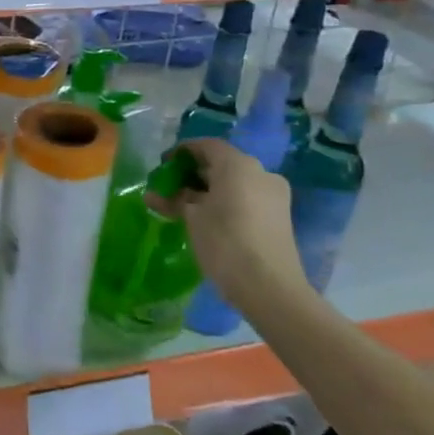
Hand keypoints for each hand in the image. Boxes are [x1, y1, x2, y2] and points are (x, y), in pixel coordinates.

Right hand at [149, 138, 307, 315]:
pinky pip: (246, 198)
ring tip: (183, 207)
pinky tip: (205, 219)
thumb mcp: (192, 217)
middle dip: (193, 173)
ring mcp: (273, 195)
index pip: (206, 145)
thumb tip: (154, 194)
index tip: (163, 166)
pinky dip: (224, 202)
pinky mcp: (279, 217)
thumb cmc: (225, 243)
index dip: (182, 152)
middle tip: (170, 188)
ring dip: (207, 190)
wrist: (270, 289)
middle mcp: (260, 173)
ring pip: (234, 183)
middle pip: (221, 163)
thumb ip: (174, 199)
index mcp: (239, 165)